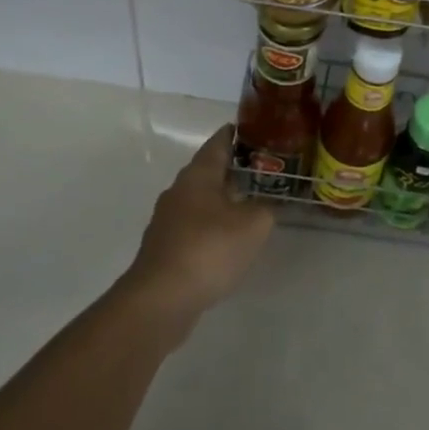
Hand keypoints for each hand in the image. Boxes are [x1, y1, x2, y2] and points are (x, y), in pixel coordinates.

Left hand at [125, 124, 273, 330]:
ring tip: (250, 203)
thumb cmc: (209, 249)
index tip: (255, 130)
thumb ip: (266, 208)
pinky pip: (194, 225)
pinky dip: (212, 225)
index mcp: (198, 175)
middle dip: (233, 169)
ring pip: (201, 199)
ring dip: (223, 199)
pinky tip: (229, 239)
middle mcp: (179, 190)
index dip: (236, 134)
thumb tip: (267, 203)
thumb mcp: (253, 225)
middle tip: (263, 170)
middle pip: (208, 170)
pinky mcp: (165, 246)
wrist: (161, 299)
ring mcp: (168, 219)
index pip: (218, 142)